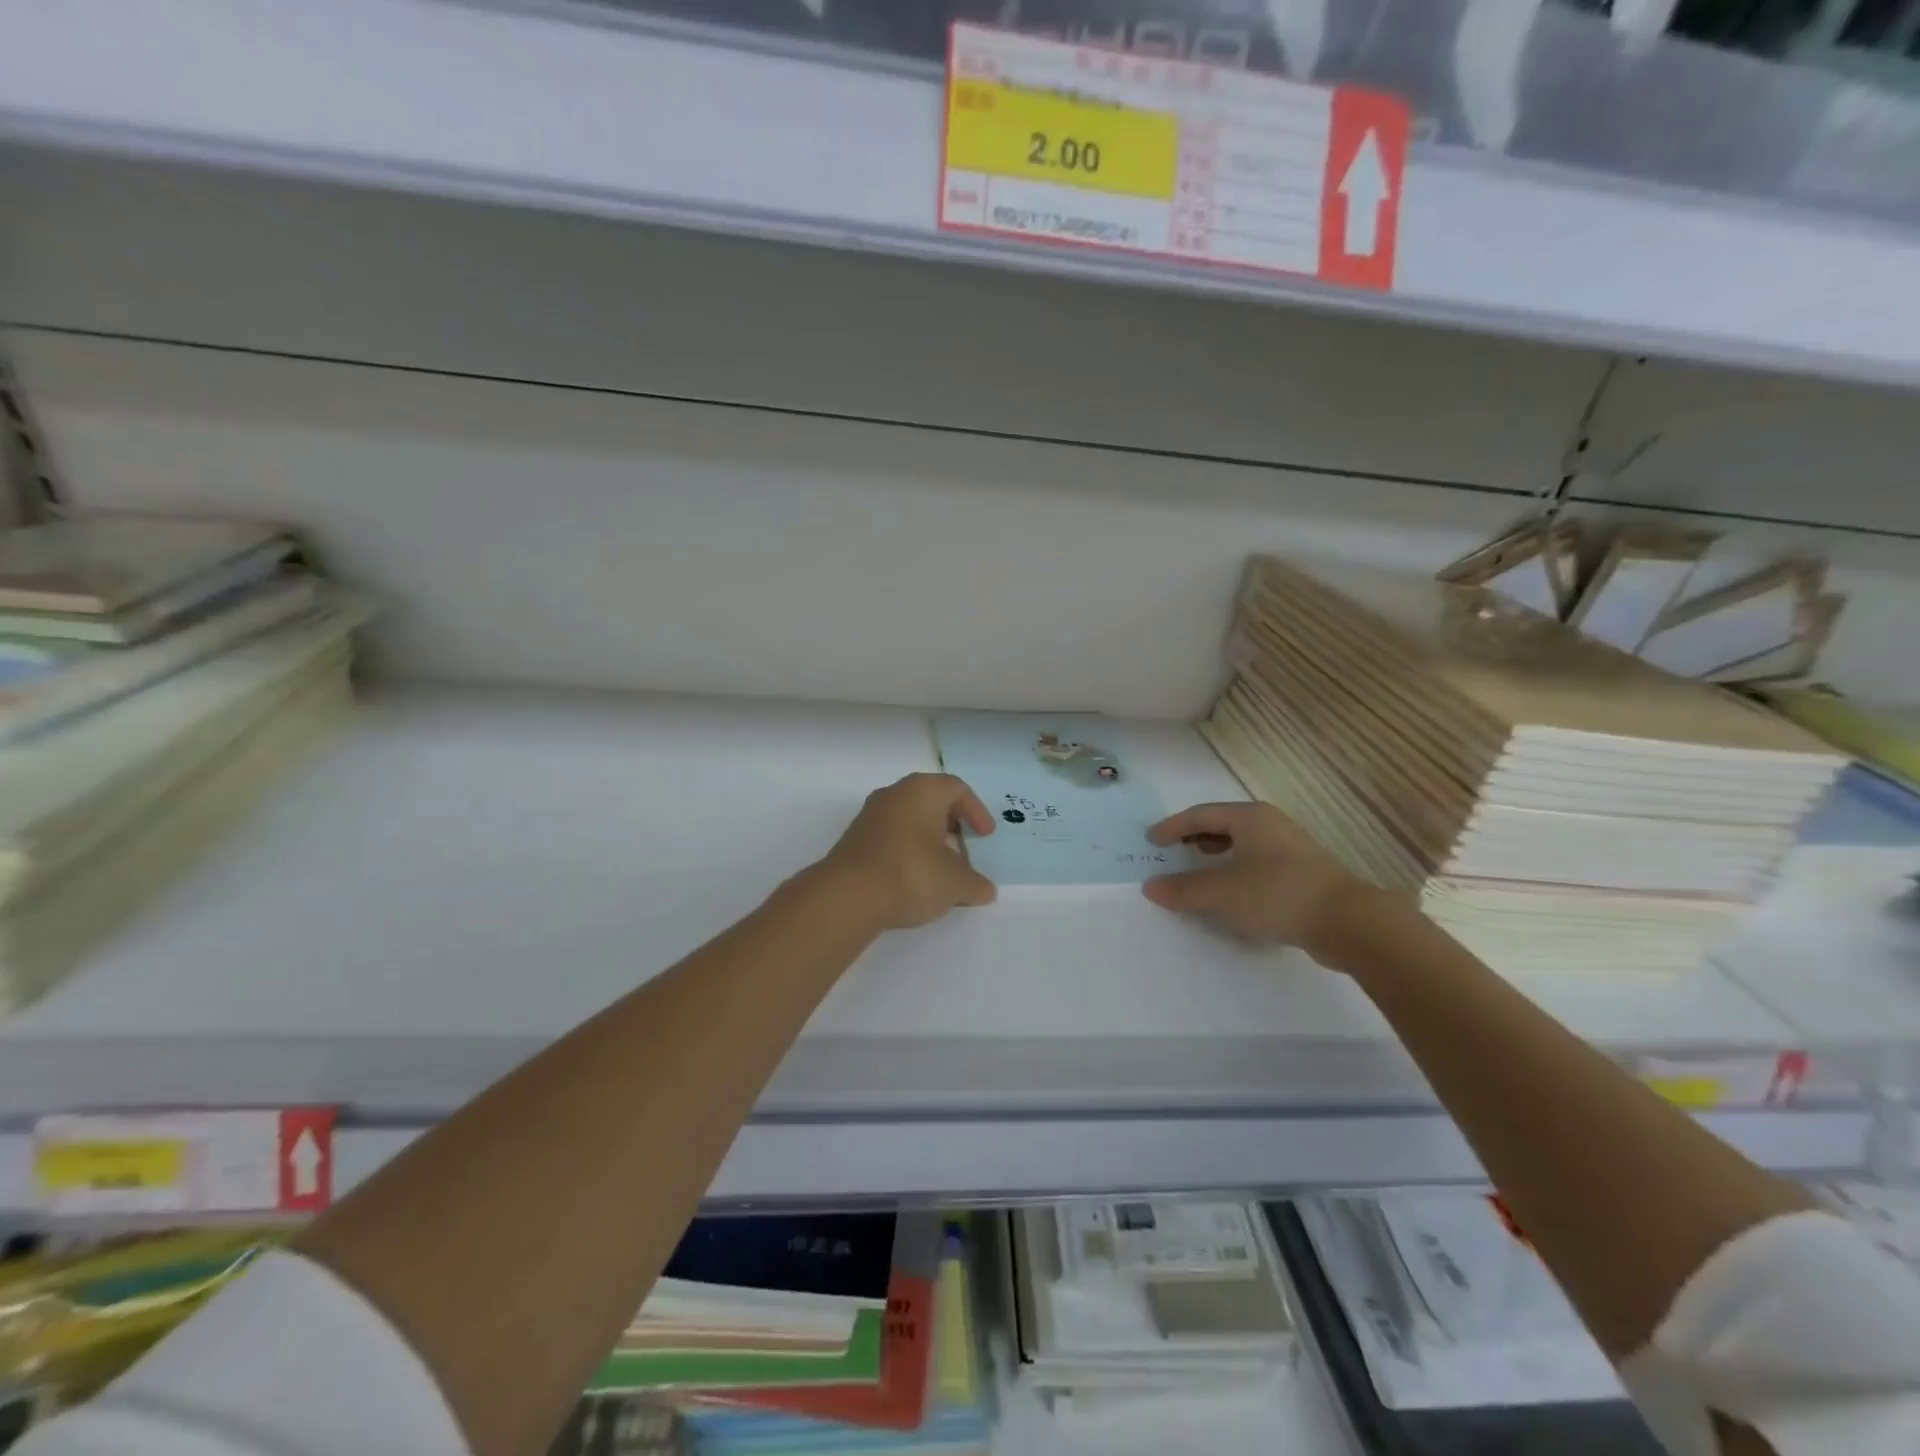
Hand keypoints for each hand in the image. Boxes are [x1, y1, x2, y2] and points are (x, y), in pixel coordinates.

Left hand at [818, 773, 997, 929]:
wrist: (849, 895)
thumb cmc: (913, 874)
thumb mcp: (956, 883)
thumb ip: (976, 884)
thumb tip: (985, 889)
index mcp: (923, 791)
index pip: (957, 789)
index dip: (976, 811)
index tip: (985, 836)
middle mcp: (894, 794)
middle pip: (930, 800)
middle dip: (951, 824)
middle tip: (963, 847)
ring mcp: (869, 815)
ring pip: (908, 819)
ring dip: (927, 839)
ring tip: (939, 867)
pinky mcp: (854, 839)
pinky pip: (889, 836)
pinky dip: (906, 850)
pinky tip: (912, 878)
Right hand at [1141, 801, 1390, 962]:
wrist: (1349, 922)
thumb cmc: (1277, 895)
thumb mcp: (1221, 893)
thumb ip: (1183, 890)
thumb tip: (1151, 887)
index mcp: (1249, 818)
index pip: (1200, 814)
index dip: (1173, 827)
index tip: (1152, 840)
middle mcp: (1271, 824)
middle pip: (1223, 823)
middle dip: (1195, 835)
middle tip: (1174, 849)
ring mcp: (1292, 847)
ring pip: (1244, 842)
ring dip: (1217, 852)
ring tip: (1201, 865)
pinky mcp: (1304, 872)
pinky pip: (1258, 860)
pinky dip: (1237, 867)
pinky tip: (1235, 889)